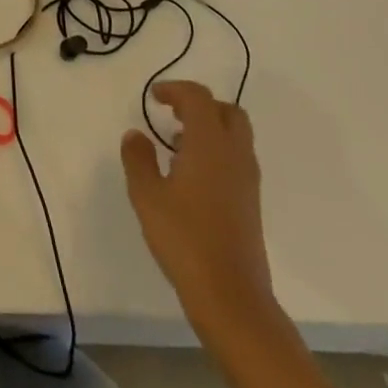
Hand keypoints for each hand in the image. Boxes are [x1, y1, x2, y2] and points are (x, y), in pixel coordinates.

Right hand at [121, 81, 276, 342]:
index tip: (154, 98)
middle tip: (172, 114)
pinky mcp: (251, 203)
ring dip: (210, 129)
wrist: (232, 298)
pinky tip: (192, 176)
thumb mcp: (146, 195)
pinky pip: (237, 159)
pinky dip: (217, 152)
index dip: (175, 90)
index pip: (198, 98)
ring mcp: (247, 180)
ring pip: (236, 136)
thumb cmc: (185, 239)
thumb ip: (138, 159)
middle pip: (227, 111)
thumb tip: (136, 135)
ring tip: (177, 146)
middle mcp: (234, 154)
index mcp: (209, 143)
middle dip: (200, 105)